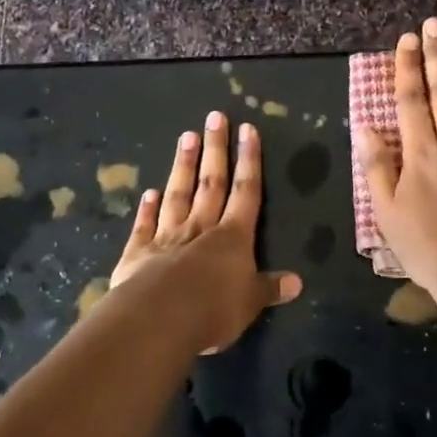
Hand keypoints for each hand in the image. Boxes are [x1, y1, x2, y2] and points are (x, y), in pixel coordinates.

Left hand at [110, 112, 301, 352]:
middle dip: (216, 149)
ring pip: (178, 194)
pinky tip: (149, 192)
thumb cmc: (213, 310)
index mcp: (233, 237)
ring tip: (186, 136)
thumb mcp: (250, 302)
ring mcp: (167, 236)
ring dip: (183, 166)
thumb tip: (297, 283)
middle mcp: (201, 228)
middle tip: (215, 117)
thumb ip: (269, 288)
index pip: (246, 191)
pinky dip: (148, 208)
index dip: (249, 160)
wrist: (158, 319)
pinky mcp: (139, 252)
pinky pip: (145, 225)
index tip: (247, 130)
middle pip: (211, 182)